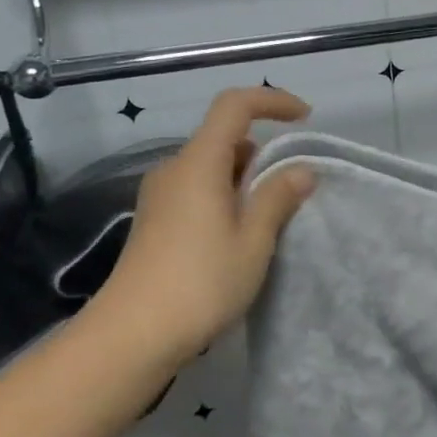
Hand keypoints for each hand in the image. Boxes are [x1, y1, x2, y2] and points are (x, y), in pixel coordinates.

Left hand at [81, 86, 315, 370]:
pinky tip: (240, 235)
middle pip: (223, 138)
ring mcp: (160, 196)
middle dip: (263, 151)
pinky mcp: (155, 220)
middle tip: (293, 188)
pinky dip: (226, 196)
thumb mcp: (253, 241)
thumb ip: (278, 198)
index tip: (305, 118)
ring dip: (245, 178)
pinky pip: (198, 190)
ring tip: (271, 217)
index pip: (234, 106)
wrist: (132, 335)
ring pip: (211, 167)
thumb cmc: (201, 283)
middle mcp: (175, 169)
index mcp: (199, 163)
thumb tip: (301, 170)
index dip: (272, 101)